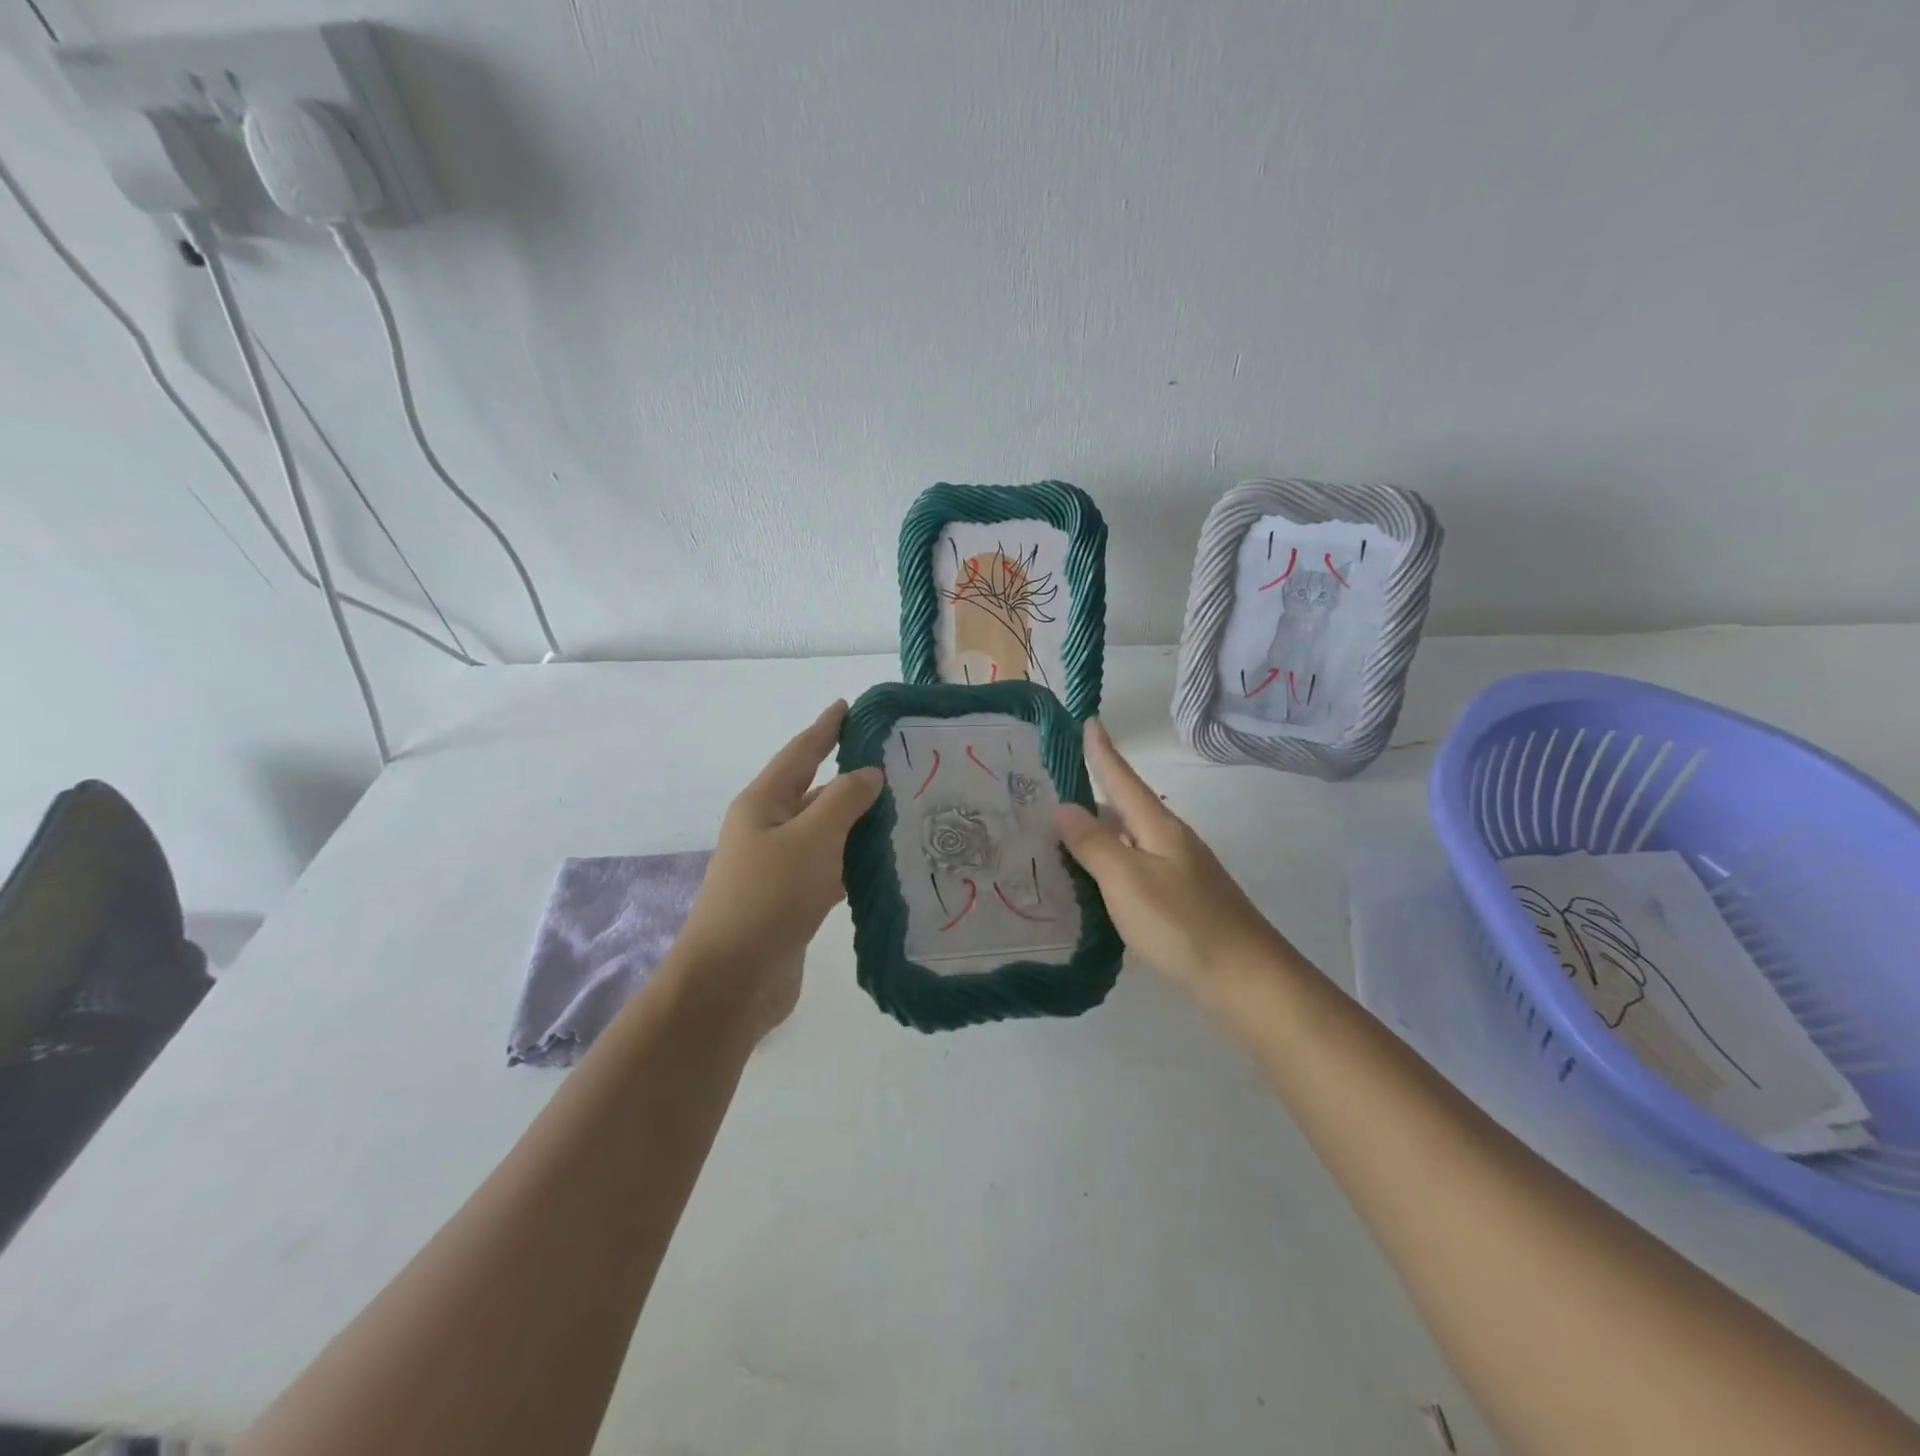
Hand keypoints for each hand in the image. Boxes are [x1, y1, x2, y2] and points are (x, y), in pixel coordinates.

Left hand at [674, 701, 882, 1038]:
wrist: (733, 981)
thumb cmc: (768, 897)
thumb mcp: (811, 838)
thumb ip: (844, 800)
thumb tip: (867, 774)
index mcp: (763, 804)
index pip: (800, 752)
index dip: (825, 728)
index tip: (848, 706)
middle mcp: (768, 829)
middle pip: (814, 792)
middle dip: (851, 777)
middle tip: (897, 764)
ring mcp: (779, 868)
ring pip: (825, 833)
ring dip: (858, 822)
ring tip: (903, 808)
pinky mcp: (792, 902)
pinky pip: (829, 868)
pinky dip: (855, 861)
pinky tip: (886, 862)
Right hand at [1054, 721, 1289, 1007]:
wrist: (1247, 982)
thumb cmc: (1182, 925)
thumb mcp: (1128, 881)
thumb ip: (1093, 844)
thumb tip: (1063, 806)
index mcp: (1159, 827)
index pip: (1122, 779)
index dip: (1102, 752)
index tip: (1088, 720)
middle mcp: (1171, 842)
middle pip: (1126, 808)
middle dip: (1094, 794)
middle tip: (1052, 788)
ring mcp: (1180, 873)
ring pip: (1131, 842)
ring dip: (1100, 834)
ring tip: (1062, 835)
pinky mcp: (1182, 903)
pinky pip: (1137, 870)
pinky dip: (1111, 867)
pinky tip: (1095, 884)